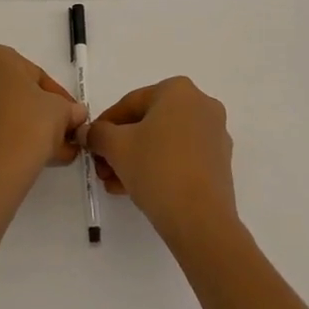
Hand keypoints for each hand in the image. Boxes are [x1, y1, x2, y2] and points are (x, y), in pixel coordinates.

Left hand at [0, 45, 85, 196]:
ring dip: (18, 130)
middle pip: (12, 95)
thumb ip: (69, 109)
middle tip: (58, 138)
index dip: (59, 99)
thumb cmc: (29, 125)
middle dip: (37, 115)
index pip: (35, 76)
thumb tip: (75, 115)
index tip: (70, 119)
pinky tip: (18, 163)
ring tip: (43, 156)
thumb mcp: (62, 112)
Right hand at [86, 77, 236, 248]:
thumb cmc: (156, 168)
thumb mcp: (116, 147)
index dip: (105, 125)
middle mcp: (201, 104)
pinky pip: (181, 157)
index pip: (130, 103)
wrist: (200, 218)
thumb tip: (89, 132)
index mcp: (178, 90)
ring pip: (164, 142)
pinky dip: (158, 167)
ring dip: (135, 159)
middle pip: (148, 123)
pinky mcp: (219, 161)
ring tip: (115, 183)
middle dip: (120, 146)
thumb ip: (98, 134)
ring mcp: (214, 133)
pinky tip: (136, 189)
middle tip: (102, 168)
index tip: (90, 143)